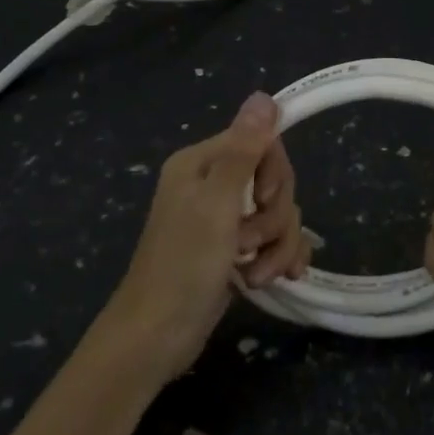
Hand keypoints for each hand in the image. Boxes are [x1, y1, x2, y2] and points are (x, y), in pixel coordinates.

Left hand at [107, 91, 311, 380]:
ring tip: (255, 273)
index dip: (274, 172)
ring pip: (278, 214)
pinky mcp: (234, 251)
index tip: (263, 199)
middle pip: (273, 180)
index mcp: (202, 163)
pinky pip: (275, 240)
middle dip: (274, 216)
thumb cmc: (183, 265)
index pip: (261, 142)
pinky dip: (278, 258)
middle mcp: (213, 185)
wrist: (155, 339)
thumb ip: (244, 149)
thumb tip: (264, 95)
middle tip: (250, 241)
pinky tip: (276, 279)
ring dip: (276, 244)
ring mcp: (223, 220)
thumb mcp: (217, 203)